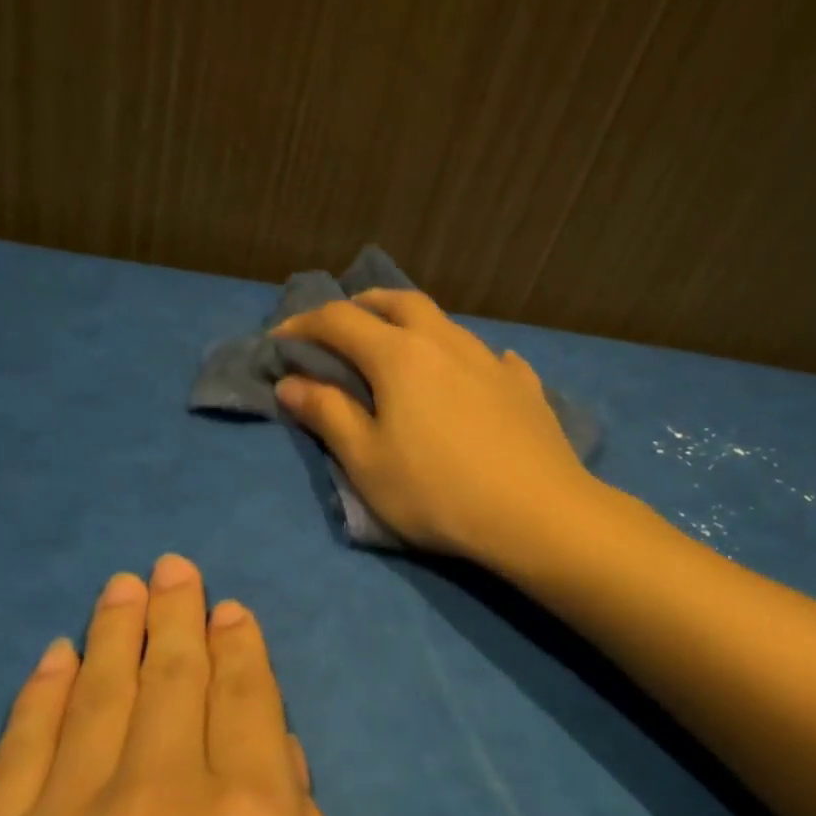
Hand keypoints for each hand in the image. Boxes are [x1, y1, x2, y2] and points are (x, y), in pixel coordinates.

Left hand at [0, 556, 338, 815]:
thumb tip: (278, 763)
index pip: (247, 701)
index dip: (241, 648)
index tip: (231, 608)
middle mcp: (163, 791)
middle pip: (174, 677)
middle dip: (177, 615)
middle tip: (172, 566)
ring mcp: (69, 815)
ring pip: (103, 694)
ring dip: (116, 633)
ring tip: (122, 586)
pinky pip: (25, 747)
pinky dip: (44, 694)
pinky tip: (57, 657)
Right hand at [273, 289, 593, 559]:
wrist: (535, 513)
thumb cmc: (436, 491)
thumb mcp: (366, 461)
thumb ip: (327, 414)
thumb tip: (292, 382)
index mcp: (398, 355)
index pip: (338, 321)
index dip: (303, 326)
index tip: (279, 342)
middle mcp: (445, 342)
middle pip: (397, 302)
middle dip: (361, 306)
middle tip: (341, 324)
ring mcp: (490, 360)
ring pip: (444, 323)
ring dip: (412, 324)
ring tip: (401, 347)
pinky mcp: (524, 386)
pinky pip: (489, 358)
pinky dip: (466, 360)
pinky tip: (472, 377)